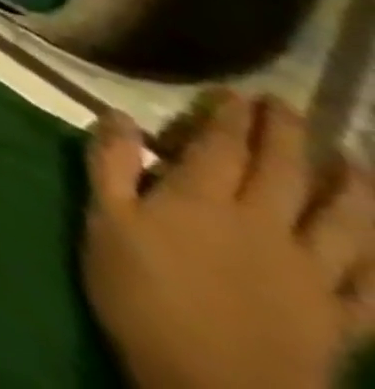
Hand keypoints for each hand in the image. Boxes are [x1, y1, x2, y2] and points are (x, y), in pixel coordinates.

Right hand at [85, 93, 374, 388]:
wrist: (211, 388)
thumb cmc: (142, 294)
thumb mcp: (105, 223)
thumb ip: (111, 165)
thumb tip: (118, 115)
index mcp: (203, 200)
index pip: (223, 146)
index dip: (231, 117)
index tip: (238, 94)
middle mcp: (263, 227)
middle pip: (283, 174)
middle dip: (288, 137)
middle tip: (290, 108)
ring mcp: (310, 276)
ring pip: (342, 224)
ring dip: (352, 189)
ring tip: (356, 161)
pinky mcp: (339, 321)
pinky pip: (371, 288)